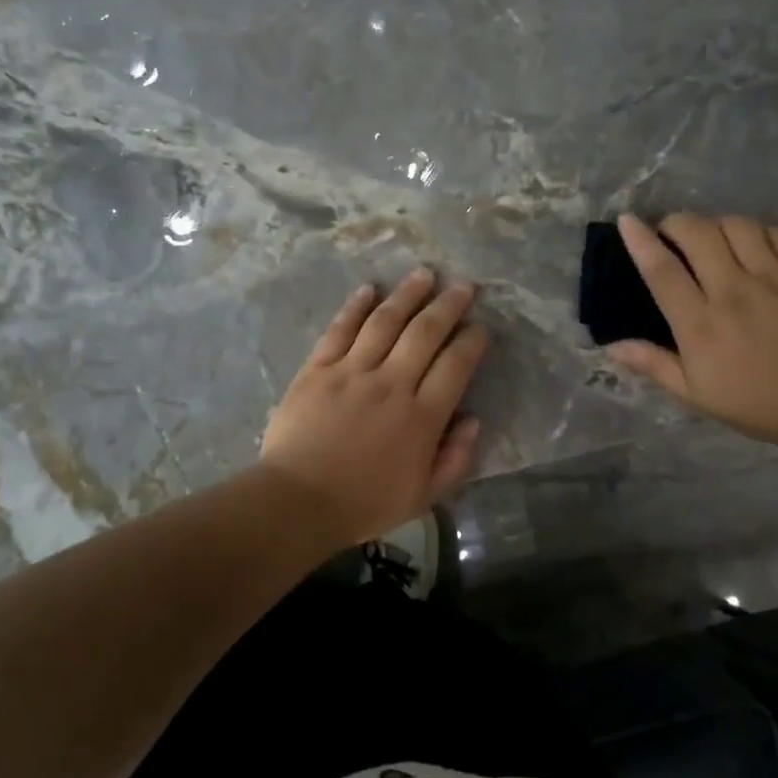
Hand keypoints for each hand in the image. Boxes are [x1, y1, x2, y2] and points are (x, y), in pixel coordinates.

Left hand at [259, 269, 488, 546]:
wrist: (297, 501)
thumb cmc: (363, 503)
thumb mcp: (423, 496)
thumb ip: (455, 459)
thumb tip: (473, 420)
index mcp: (421, 417)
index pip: (456, 366)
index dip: (472, 342)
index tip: (480, 327)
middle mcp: (391, 384)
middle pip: (425, 333)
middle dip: (449, 305)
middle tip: (464, 286)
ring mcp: (352, 372)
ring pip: (385, 321)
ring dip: (408, 294)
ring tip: (424, 274)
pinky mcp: (318, 369)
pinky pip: (340, 330)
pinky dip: (355, 306)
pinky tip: (369, 289)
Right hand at [608, 212, 777, 447]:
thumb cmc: (754, 403)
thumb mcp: (694, 393)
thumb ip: (653, 364)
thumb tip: (613, 346)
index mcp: (699, 324)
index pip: (662, 271)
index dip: (640, 241)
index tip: (627, 220)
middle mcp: (732, 292)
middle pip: (697, 233)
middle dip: (677, 223)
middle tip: (672, 233)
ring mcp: (772, 279)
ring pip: (737, 226)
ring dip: (717, 225)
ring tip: (715, 239)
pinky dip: (759, 232)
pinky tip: (755, 245)